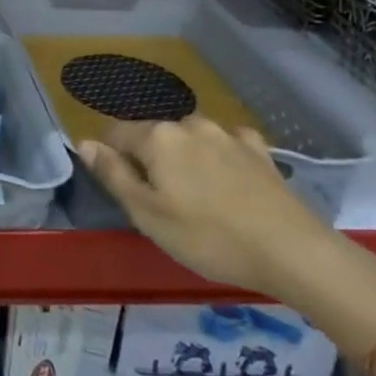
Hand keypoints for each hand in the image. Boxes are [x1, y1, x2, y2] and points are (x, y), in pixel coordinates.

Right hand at [74, 116, 337, 299]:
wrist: (292, 251)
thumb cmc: (208, 237)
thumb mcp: (147, 215)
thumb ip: (112, 175)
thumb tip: (83, 142)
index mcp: (157, 137)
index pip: (116, 135)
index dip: (112, 160)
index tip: (126, 193)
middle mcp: (189, 124)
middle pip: (154, 136)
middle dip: (151, 161)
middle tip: (163, 205)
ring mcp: (227, 134)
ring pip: (190, 139)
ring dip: (186, 159)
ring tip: (198, 198)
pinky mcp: (258, 150)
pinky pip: (226, 145)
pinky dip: (220, 157)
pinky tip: (230, 180)